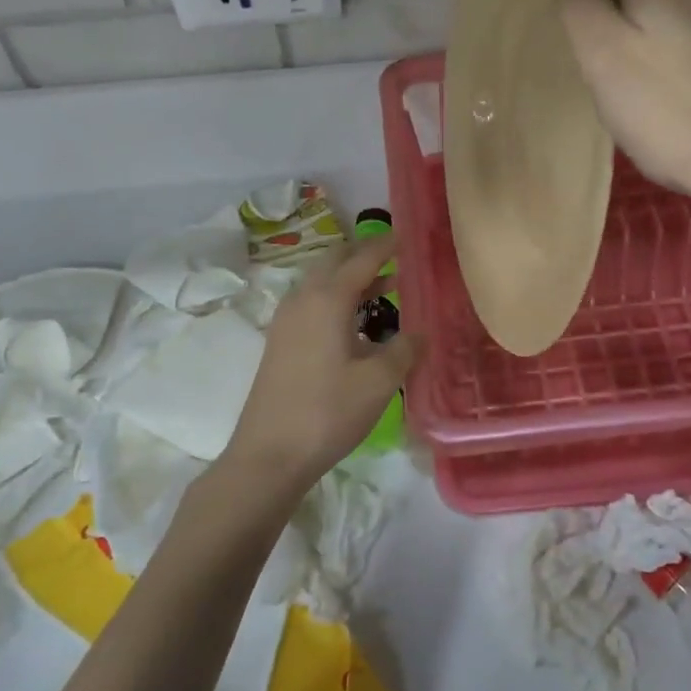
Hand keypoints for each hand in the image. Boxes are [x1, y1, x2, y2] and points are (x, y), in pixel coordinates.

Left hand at [218, 230, 422, 505]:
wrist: (269, 454)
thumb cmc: (328, 411)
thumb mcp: (380, 381)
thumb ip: (405, 349)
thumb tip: (420, 332)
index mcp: (327, 299)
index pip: (362, 258)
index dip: (387, 245)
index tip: (409, 236)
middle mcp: (302, 299)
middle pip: (335, 261)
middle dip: (365, 255)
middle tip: (397, 259)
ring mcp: (286, 320)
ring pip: (321, 282)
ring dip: (350, 279)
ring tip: (385, 289)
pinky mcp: (280, 341)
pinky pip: (312, 303)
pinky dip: (336, 299)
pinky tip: (355, 325)